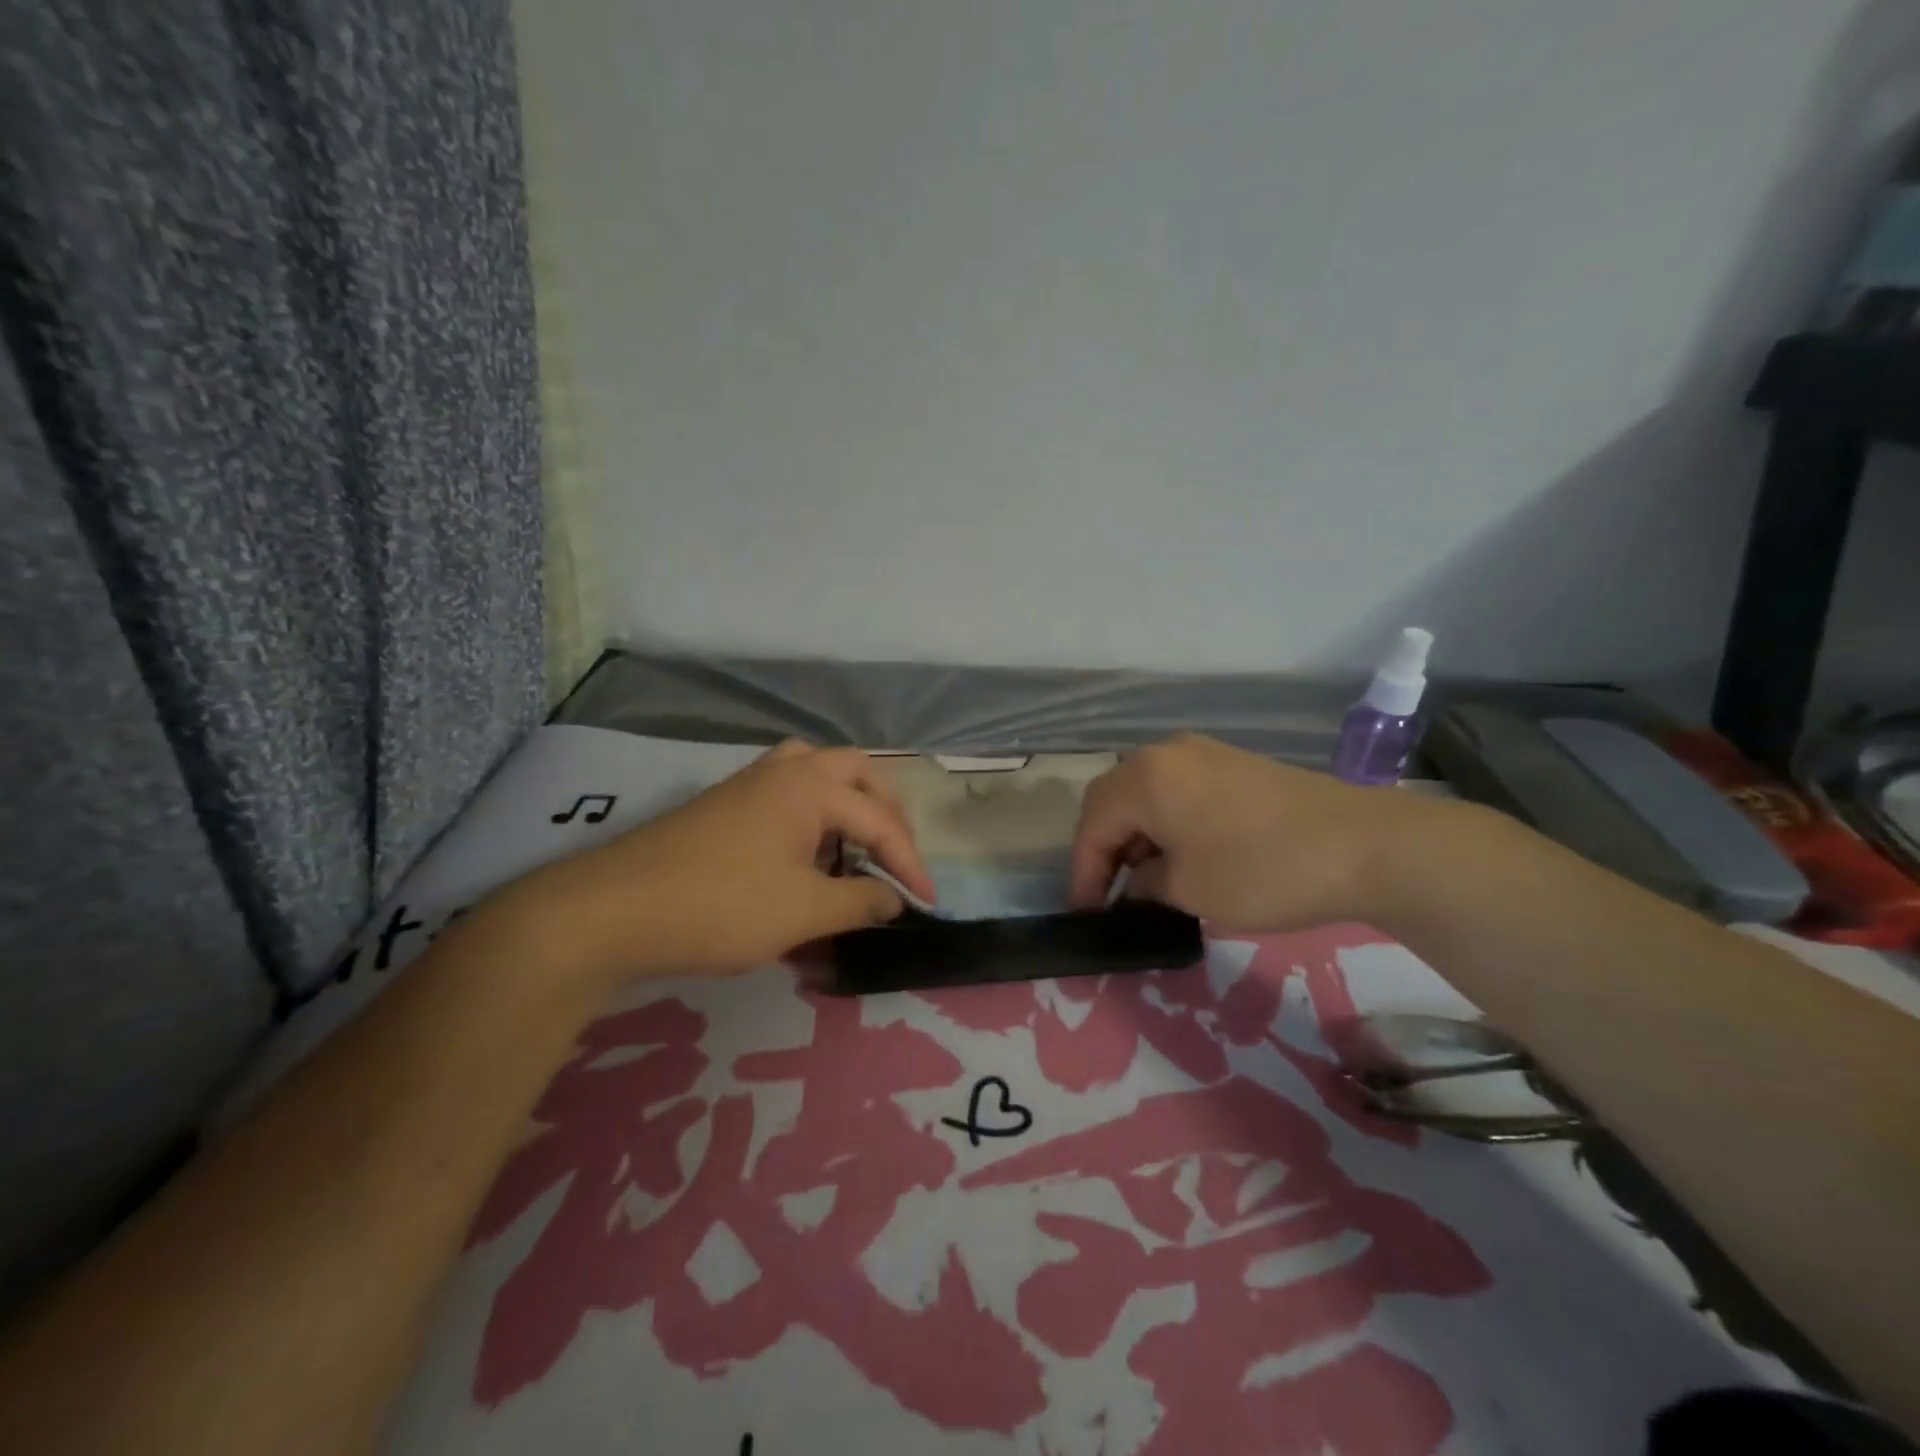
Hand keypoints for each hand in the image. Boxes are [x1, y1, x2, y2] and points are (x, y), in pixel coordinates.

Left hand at [515, 741, 935, 980]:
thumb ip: (859, 902)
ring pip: (814, 771)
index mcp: (810, 787)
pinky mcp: (723, 806)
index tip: (926, 902)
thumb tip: (895, 899)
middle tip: (893, 851)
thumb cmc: (721, 906)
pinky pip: (785, 791)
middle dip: (883, 810)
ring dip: (845, 802)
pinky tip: (804, 851)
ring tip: (853, 843)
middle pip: (853, 770)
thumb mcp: (803, 912)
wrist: (613, 910)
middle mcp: (783, 771)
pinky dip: (812, 811)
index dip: (909, 862)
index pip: (879, 820)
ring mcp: (747, 784)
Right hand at [1069, 733, 1413, 931]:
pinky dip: (1166, 823)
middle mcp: (1165, 754)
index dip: (1083, 872)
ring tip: (1145, 880)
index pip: (1092, 824)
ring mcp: (1203, 754)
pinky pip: (1178, 791)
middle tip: (1108, 893)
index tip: (1087, 913)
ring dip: (1136, 835)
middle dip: (1104, 848)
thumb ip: (1145, 884)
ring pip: (1146, 794)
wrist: (1363, 845)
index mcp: (1144, 777)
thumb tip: (1138, 883)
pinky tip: (1182, 855)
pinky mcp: (1233, 765)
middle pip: (1113, 800)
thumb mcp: (1188, 890)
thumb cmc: (1260, 869)